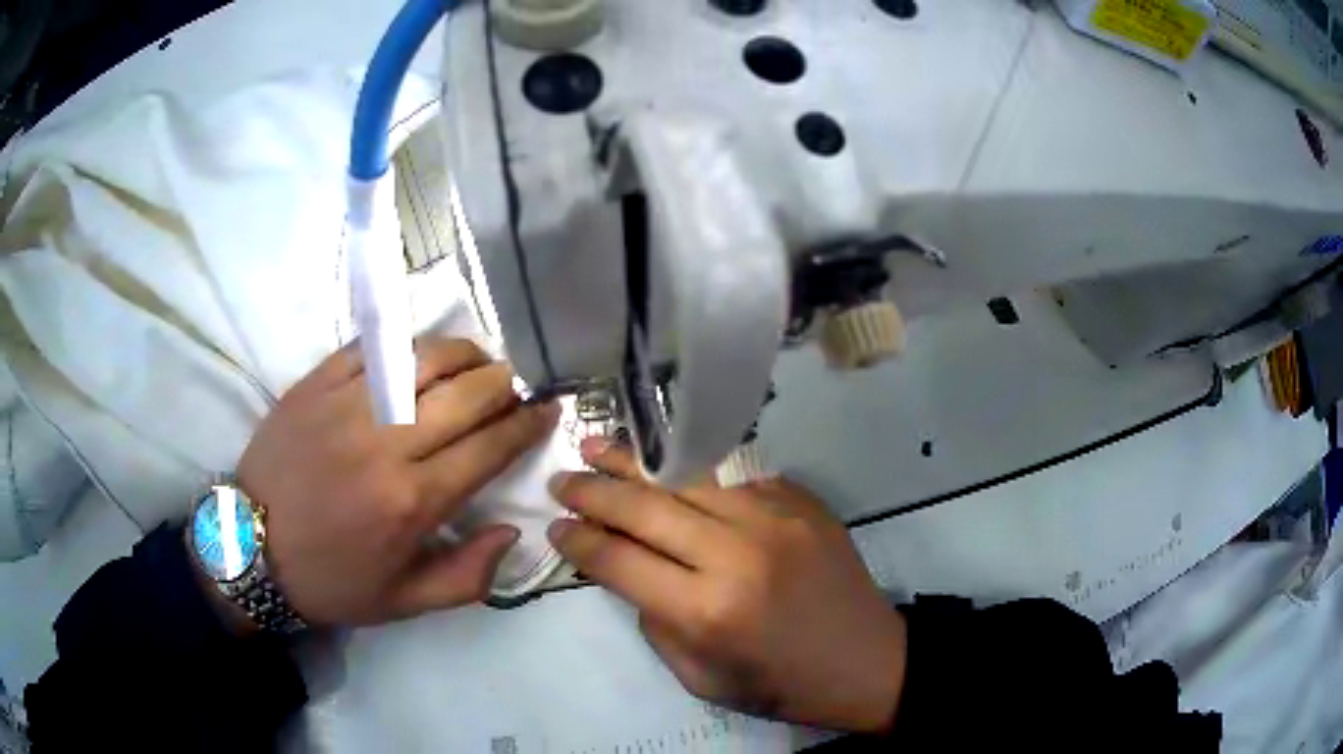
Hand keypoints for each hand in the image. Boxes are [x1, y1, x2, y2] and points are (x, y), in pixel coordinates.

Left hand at [235, 337, 558, 627]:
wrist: (250, 549)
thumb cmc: (331, 580)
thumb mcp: (404, 603)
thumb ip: (468, 578)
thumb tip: (512, 530)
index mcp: (413, 502)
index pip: (489, 447)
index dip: (527, 424)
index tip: (547, 410)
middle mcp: (387, 445)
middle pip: (466, 393)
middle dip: (504, 384)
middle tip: (512, 387)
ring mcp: (348, 406)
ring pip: (424, 358)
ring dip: (463, 353)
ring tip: (476, 361)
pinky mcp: (316, 384)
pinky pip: (373, 347)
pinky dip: (406, 344)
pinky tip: (419, 354)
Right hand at [548, 439, 906, 732]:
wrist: (868, 661)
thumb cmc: (781, 684)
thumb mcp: (699, 677)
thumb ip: (655, 621)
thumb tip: (627, 570)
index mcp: (706, 611)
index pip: (619, 560)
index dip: (578, 541)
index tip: (554, 526)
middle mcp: (736, 553)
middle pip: (645, 507)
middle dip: (592, 491)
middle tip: (561, 479)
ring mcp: (774, 518)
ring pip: (687, 476)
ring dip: (634, 462)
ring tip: (595, 445)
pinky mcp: (800, 501)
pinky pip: (732, 475)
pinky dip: (693, 471)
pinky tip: (667, 464)